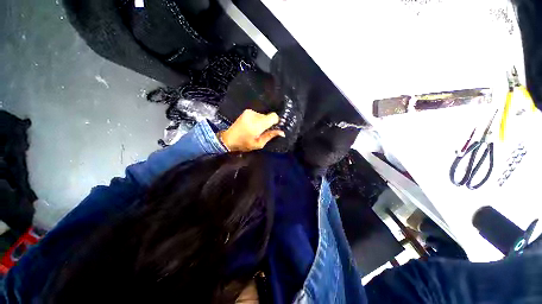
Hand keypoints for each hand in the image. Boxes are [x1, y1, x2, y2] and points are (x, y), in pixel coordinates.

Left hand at [219, 109, 284, 151]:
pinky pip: (258, 115)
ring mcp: (249, 112)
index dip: (276, 122)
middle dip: (268, 124)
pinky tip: (252, 126)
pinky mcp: (247, 111)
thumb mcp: (258, 144)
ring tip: (255, 130)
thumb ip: (270, 136)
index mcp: (257, 125)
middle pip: (269, 116)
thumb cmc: (244, 144)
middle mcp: (254, 115)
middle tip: (262, 132)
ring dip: (263, 122)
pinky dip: (258, 120)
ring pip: (263, 115)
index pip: (273, 116)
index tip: (273, 128)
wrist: (229, 139)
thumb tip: (282, 132)